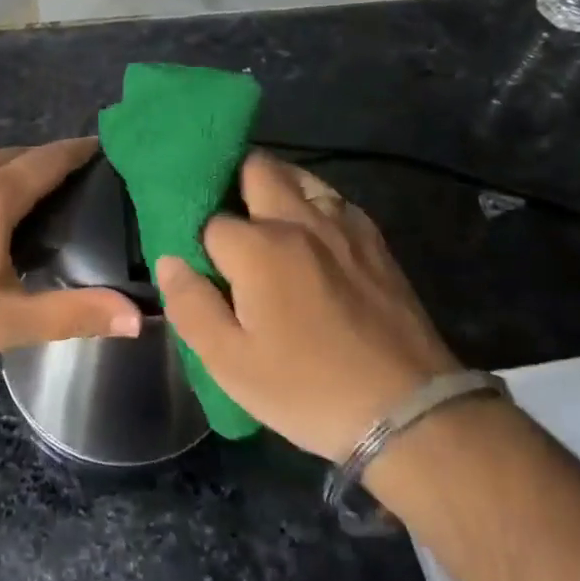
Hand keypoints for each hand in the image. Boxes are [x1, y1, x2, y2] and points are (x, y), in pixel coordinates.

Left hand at [0, 138, 142, 368]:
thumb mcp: (13, 320)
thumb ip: (77, 313)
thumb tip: (139, 318)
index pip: (48, 160)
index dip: (76, 151)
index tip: (100, 146)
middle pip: (12, 155)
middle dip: (41, 161)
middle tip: (65, 179)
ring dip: (0, 173)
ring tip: (17, 197)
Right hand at [156, 151, 459, 460]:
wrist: (410, 412)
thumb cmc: (308, 389)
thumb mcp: (231, 364)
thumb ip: (190, 305)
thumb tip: (169, 260)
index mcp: (259, 248)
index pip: (210, 220)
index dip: (198, 241)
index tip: (200, 266)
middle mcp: (299, 220)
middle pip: (257, 167)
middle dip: (233, 183)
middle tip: (228, 225)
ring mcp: (343, 226)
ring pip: (299, 175)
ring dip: (274, 187)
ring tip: (266, 224)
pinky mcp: (374, 240)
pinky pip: (333, 199)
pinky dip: (312, 205)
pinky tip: (311, 238)